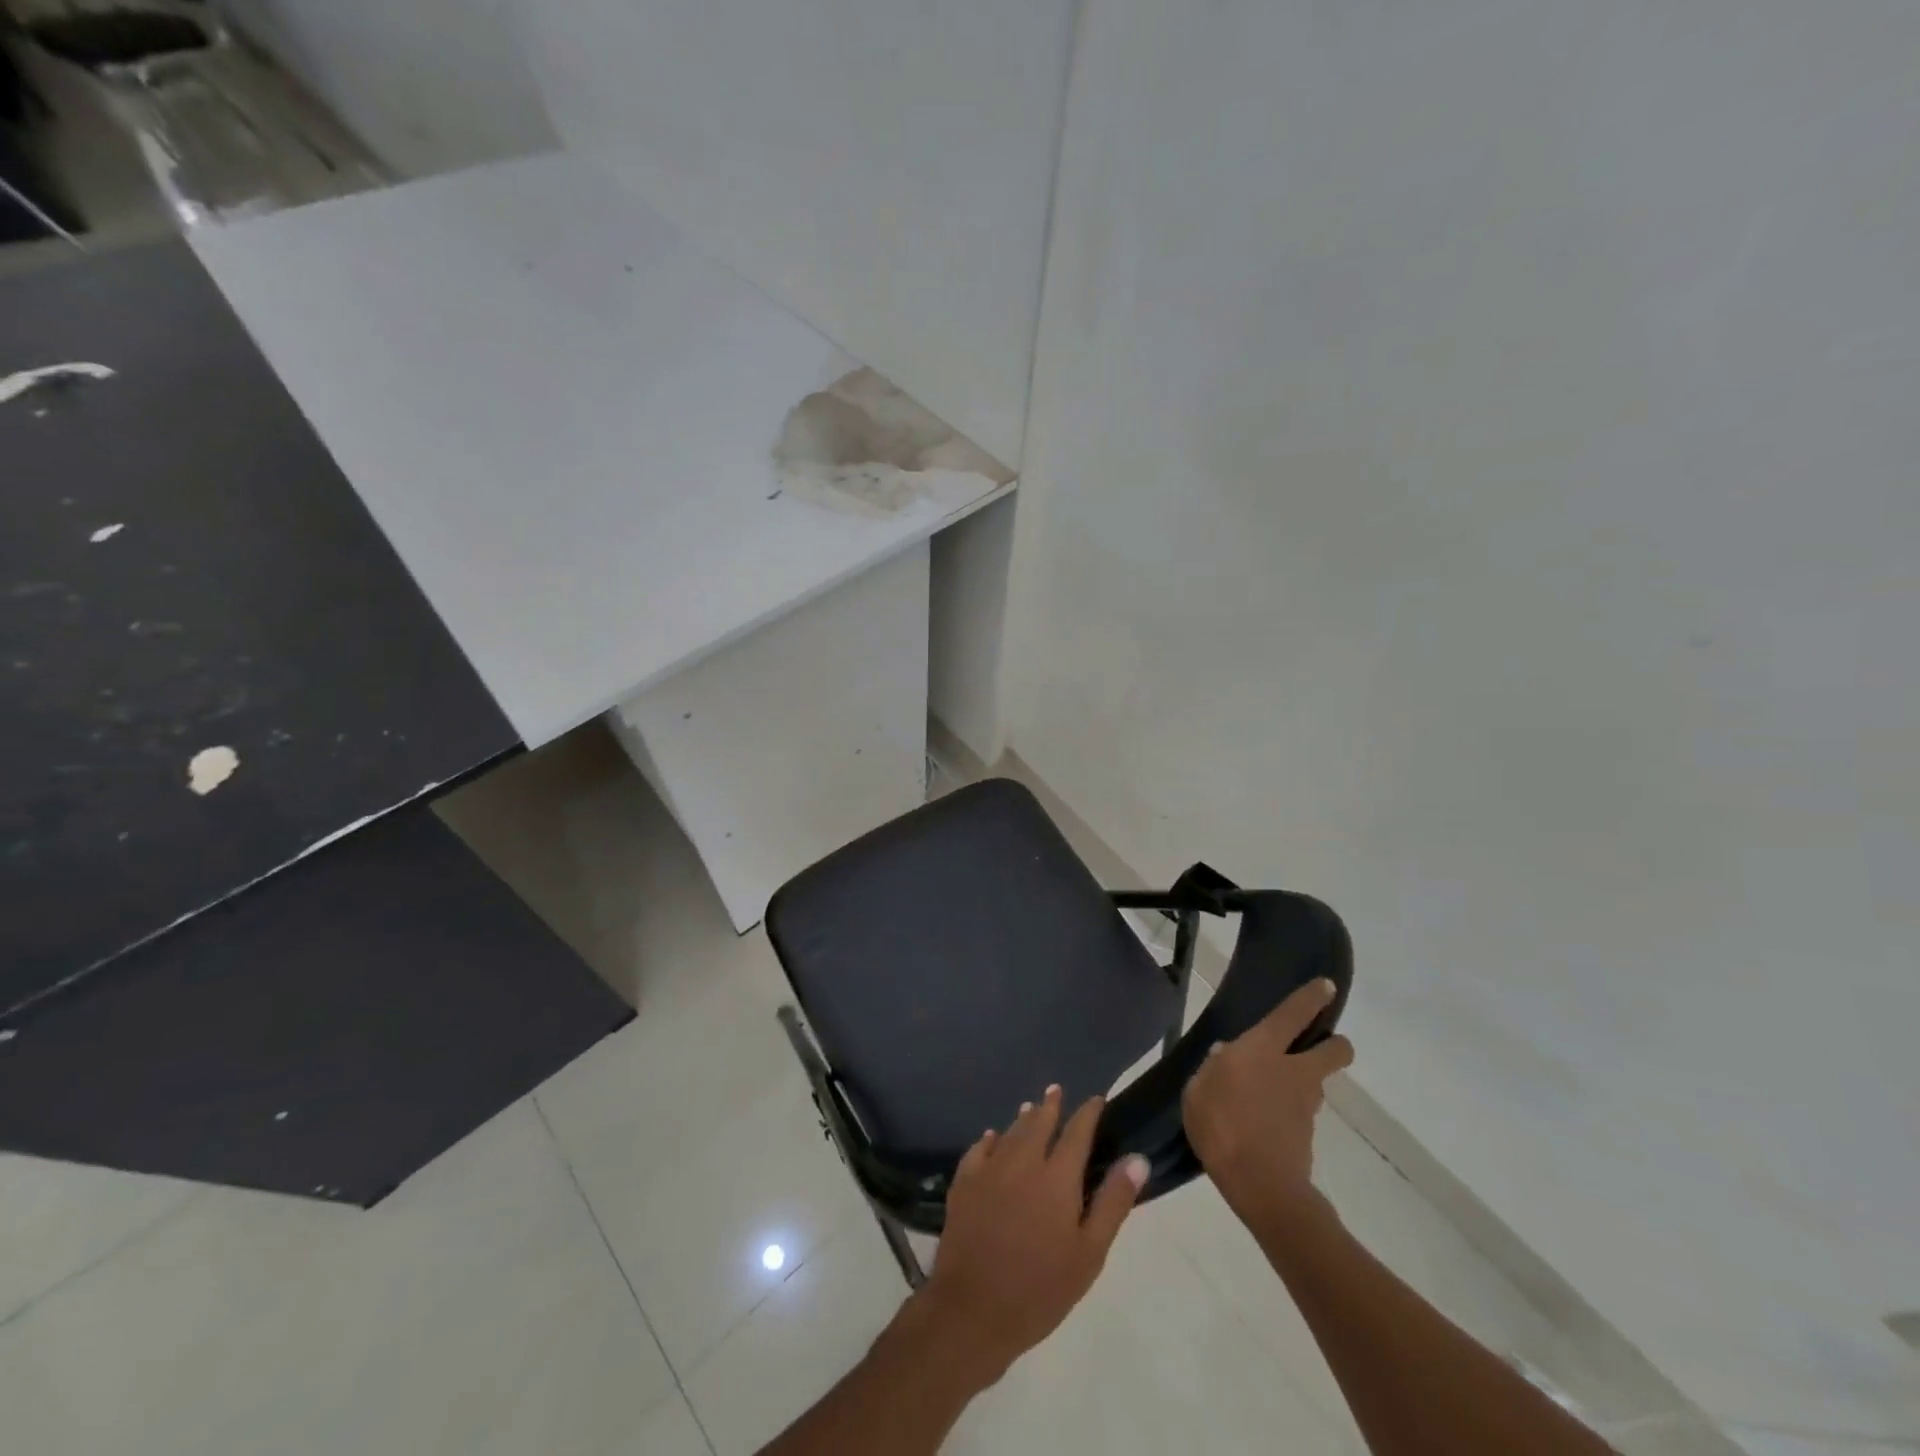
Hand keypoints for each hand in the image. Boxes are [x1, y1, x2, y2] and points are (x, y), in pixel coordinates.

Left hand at [920, 1086, 1148, 1384]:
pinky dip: (990, 1139)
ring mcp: (989, 1170)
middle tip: (1056, 1091)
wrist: (974, 1309)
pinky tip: (992, 1138)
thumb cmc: (1041, 1289)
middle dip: (1050, 1105)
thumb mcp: (1089, 1253)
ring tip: (1031, 1108)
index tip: (1097, 1100)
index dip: (1088, 1113)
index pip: (1077, 1133)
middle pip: (1038, 1123)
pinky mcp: (963, 1183)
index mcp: (1056, 1177)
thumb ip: (1113, 1202)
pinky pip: (979, 1149)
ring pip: (1010, 1132)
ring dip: (1023, 1119)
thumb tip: (1137, 1158)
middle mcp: (1022, 1162)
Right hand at [1182, 978, 1353, 1224]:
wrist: (1260, 1185)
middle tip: (1314, 1046)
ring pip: (1315, 1082)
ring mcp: (1304, 1104)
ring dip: (1301, 1081)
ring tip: (1266, 1093)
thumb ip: (1213, 1068)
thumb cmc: (1221, 1124)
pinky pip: (1298, 1112)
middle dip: (1333, 1044)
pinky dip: (1286, 1112)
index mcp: (1263, 1049)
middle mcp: (1293, 1070)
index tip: (1327, 986)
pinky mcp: (1306, 1134)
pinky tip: (1260, 1123)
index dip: (1313, 998)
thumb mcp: (1198, 1088)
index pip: (1294, 1014)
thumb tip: (1226, 1056)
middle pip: (1334, 1050)